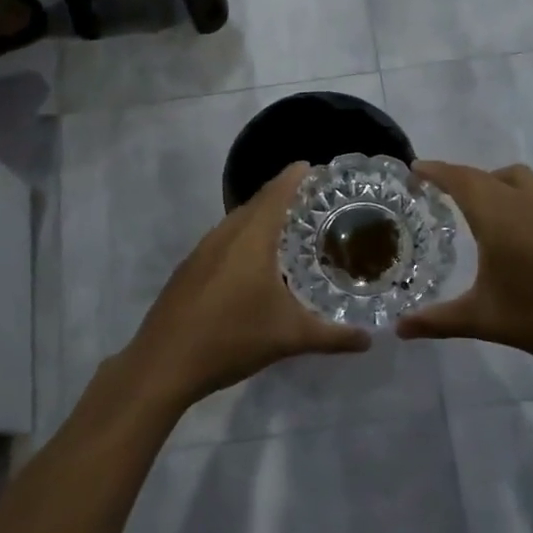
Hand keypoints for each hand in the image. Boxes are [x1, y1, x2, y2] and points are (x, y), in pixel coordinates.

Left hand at [124, 163, 370, 404]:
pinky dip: (244, 239)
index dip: (296, 176)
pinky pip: (223, 241)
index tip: (317, 168)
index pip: (276, 192)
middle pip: (256, 203)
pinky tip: (256, 264)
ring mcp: (201, 251)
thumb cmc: (232, 338)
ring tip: (290, 230)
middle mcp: (224, 234)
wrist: (164, 364)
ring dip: (261, 219)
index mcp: (250, 237)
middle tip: (315, 203)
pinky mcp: (189, 269)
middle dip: (283, 197)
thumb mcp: (290, 337)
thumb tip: (368, 339)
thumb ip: (333, 336)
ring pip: (237, 223)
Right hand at [397, 161, 532, 373]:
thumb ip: (438, 321)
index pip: (462, 180)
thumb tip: (399, 329)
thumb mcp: (485, 321)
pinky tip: (514, 232)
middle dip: (458, 176)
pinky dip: (514, 196)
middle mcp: (527, 203)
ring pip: (517, 179)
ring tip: (474, 206)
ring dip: (491, 181)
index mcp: (500, 218)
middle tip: (435, 189)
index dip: (436, 171)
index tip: (415, 168)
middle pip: (486, 176)